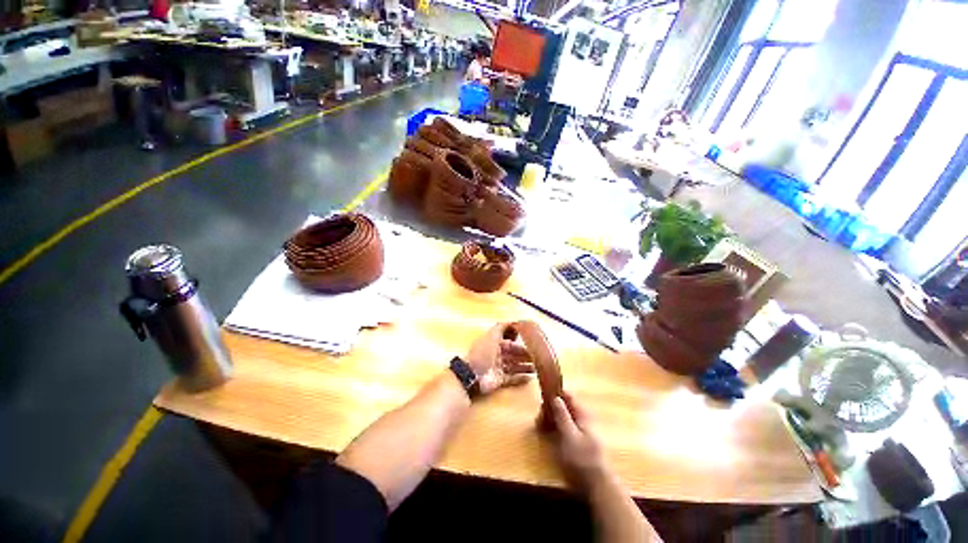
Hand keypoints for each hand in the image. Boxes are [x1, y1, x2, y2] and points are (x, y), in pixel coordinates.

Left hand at [466, 322, 534, 394]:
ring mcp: (497, 369)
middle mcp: (496, 355)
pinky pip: (511, 379)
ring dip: (524, 367)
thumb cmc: (483, 352)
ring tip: (537, 369)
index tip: (531, 345)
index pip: (509, 343)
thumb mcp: (491, 335)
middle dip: (524, 356)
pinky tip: (530, 379)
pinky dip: (520, 378)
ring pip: (514, 366)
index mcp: (494, 344)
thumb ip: (501, 327)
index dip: (519, 344)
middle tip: (537, 358)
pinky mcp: (499, 381)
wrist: (472, 374)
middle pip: (513, 355)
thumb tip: (512, 321)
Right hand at [549, 391, 607, 491]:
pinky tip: (547, 434)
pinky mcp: (577, 440)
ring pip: (562, 416)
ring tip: (540, 426)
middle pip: (564, 405)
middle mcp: (582, 418)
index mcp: (582, 414)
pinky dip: (554, 426)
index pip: (568, 395)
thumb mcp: (569, 435)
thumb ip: (562, 415)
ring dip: (551, 418)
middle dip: (550, 408)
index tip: (542, 397)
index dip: (555, 393)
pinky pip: (563, 426)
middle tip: (539, 418)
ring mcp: (580, 429)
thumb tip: (555, 397)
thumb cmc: (582, 459)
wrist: (597, 485)